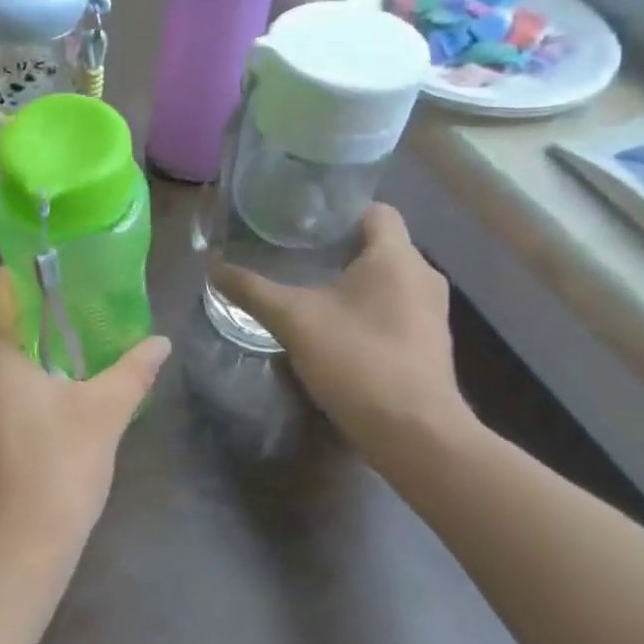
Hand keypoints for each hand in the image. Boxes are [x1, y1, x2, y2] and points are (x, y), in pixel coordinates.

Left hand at [0, 270, 170, 574]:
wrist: (10, 553)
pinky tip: (38, 385)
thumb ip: (133, 370)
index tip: (62, 278)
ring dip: (9, 335)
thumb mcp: (104, 413)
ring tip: (58, 342)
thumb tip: (161, 342)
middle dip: (20, 303)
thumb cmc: (57, 471)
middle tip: (67, 307)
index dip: (24, 273)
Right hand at [212, 204, 474, 455]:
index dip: (340, 210)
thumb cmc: (357, 360)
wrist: (414, 434)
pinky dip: (367, 307)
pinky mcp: (429, 342)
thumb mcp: (292, 320)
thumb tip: (212, 265)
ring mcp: (432, 311)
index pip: (375, 210)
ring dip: (353, 279)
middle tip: (294, 253)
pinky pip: (395, 307)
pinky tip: (335, 326)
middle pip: (379, 244)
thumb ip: (251, 289)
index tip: (303, 222)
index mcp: (396, 257)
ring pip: (388, 278)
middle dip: (338, 246)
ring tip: (309, 287)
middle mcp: (422, 275)